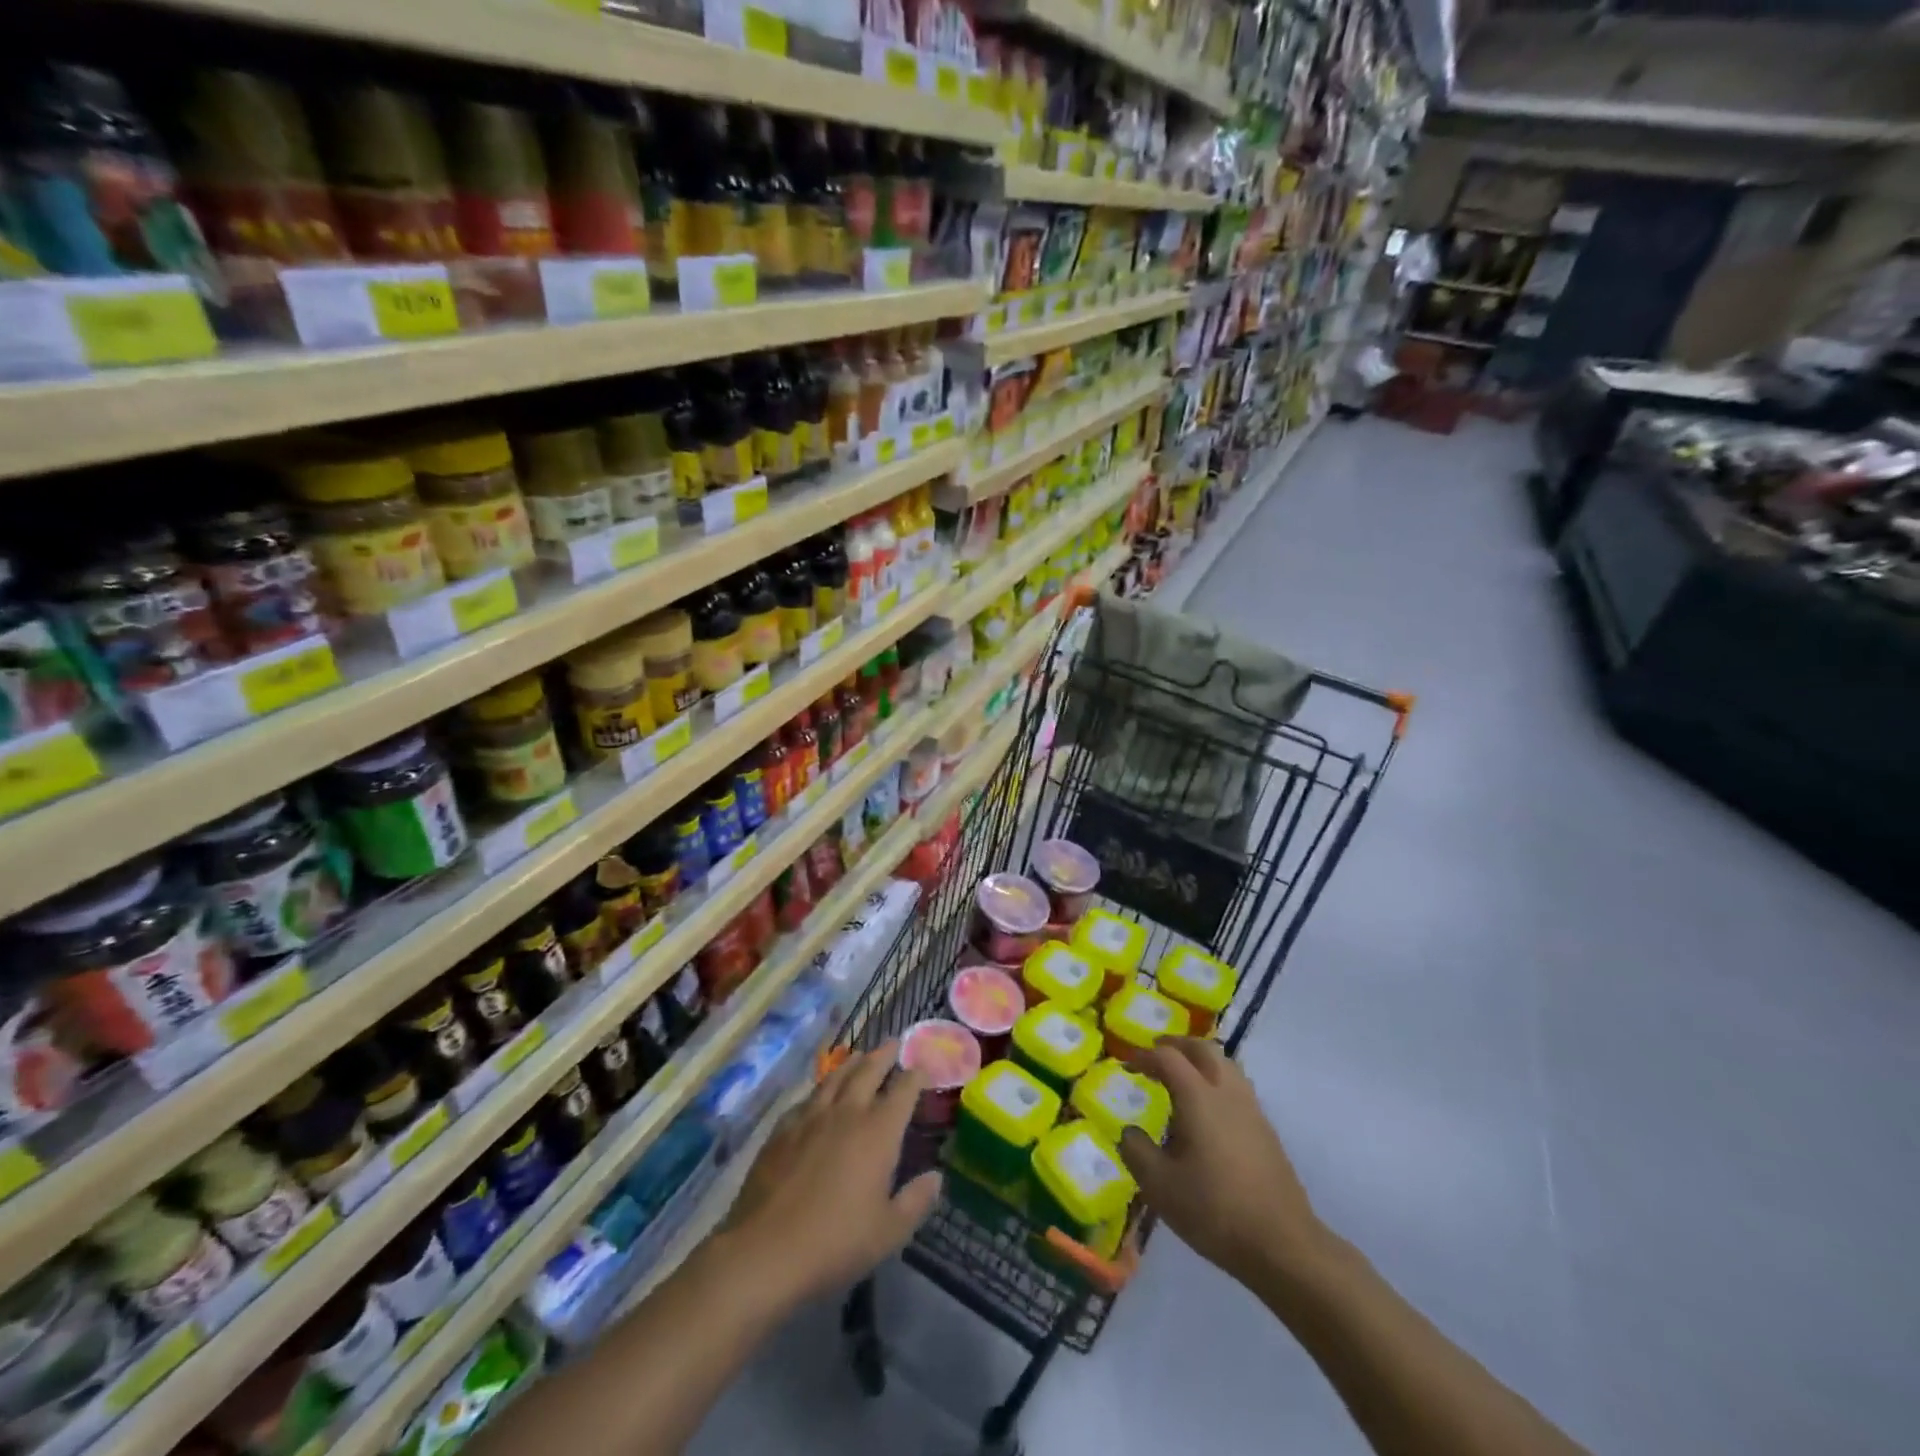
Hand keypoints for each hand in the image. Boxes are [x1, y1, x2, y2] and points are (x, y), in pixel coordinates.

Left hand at [720, 1045, 941, 1305]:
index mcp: (879, 1131)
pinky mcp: (782, 1130)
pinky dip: (819, 1090)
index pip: (903, 1090)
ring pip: (835, 1077)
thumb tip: (936, 1177)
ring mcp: (811, 1117)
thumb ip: (916, 1201)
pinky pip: (806, 1099)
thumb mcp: (889, 1232)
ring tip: (859, 1055)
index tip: (923, 1066)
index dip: (916, 1075)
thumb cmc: (836, 1243)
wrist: (765, 1250)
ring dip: (851, 1063)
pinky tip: (818, 1095)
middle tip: (893, 1043)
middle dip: (884, 1055)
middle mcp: (847, 1113)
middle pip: (868, 1071)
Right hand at [1119, 1038, 1326, 1287]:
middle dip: (1176, 1045)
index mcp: (1198, 1097)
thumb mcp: (1160, 1186)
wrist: (1282, 1244)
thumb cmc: (1215, 1210)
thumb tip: (1130, 1132)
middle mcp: (1227, 1092)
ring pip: (1226, 1064)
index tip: (1127, 1066)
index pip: (1168, 1057)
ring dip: (1200, 1060)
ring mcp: (1252, 1109)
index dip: (1144, 1056)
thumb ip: (1136, 1151)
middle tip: (1156, 1055)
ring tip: (1182, 1077)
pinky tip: (1209, 1111)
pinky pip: (1238, 1087)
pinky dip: (1217, 1081)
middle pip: (1203, 1049)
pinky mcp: (1266, 1130)